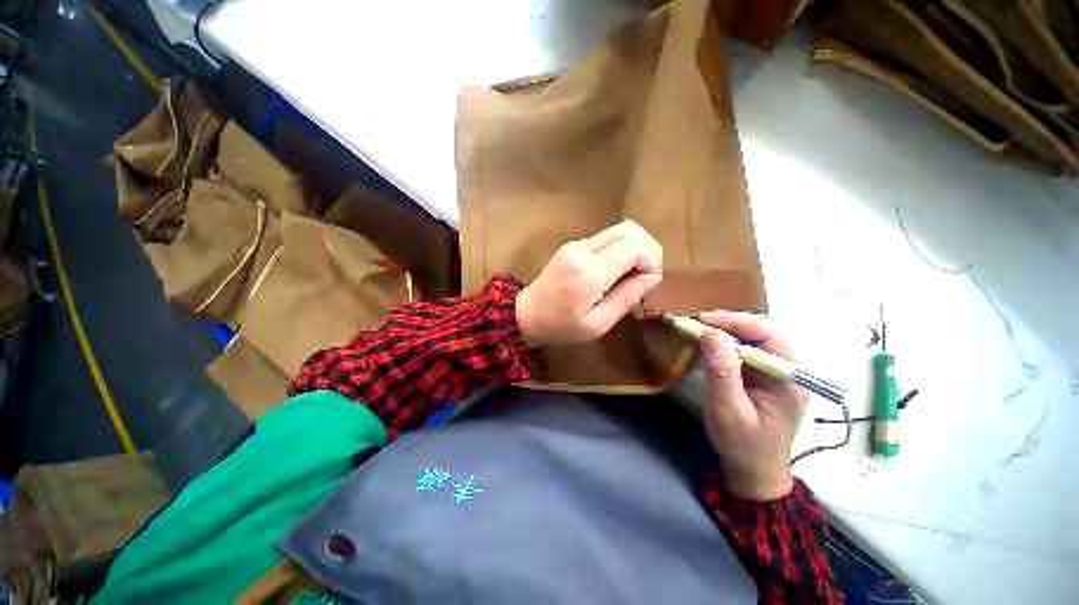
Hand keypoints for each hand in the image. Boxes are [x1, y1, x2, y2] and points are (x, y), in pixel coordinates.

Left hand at [516, 220, 662, 346]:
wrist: (525, 314)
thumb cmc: (561, 326)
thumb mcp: (598, 323)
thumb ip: (627, 297)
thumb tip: (653, 276)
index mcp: (590, 271)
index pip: (635, 245)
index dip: (652, 259)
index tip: (649, 281)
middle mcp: (583, 249)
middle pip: (630, 229)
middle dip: (648, 249)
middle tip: (646, 275)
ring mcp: (576, 244)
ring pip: (619, 230)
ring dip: (634, 248)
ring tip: (632, 275)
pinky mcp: (573, 246)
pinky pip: (606, 238)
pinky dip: (620, 250)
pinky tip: (616, 272)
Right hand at [697, 311, 807, 500]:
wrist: (754, 472)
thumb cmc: (742, 444)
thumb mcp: (727, 410)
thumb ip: (722, 372)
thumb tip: (711, 334)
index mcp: (788, 380)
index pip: (770, 336)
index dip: (737, 322)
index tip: (704, 320)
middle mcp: (788, 371)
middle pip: (767, 332)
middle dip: (733, 322)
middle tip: (701, 322)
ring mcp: (776, 373)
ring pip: (757, 338)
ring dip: (730, 329)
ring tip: (702, 328)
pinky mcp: (763, 377)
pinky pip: (748, 350)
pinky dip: (728, 341)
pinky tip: (711, 343)